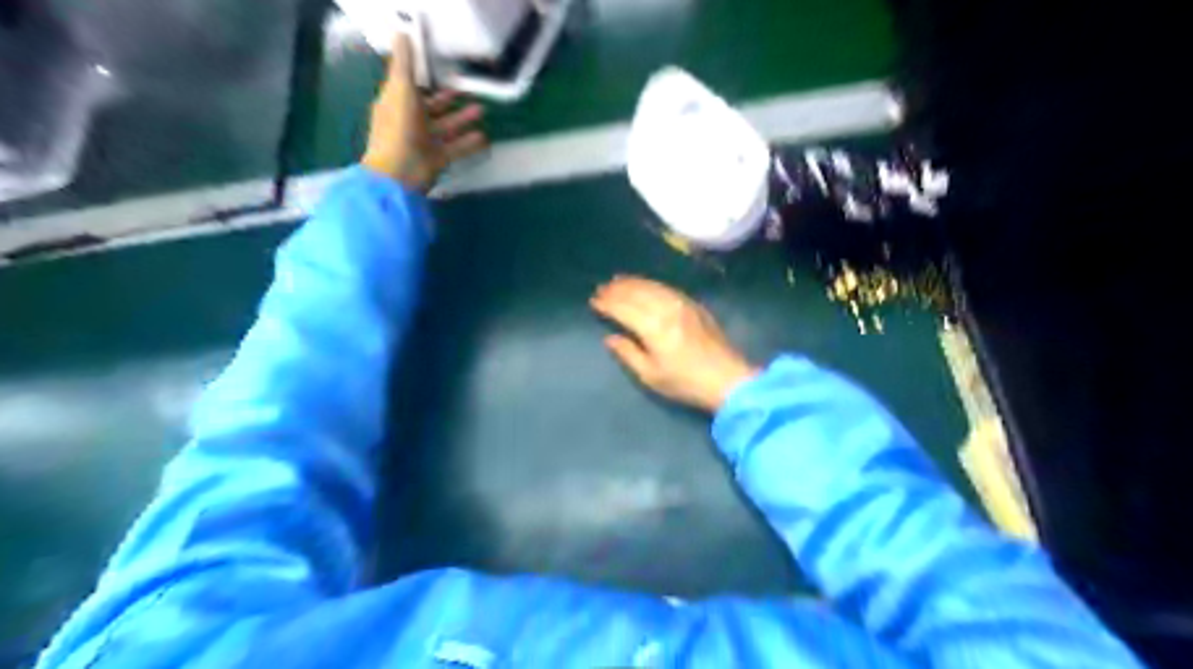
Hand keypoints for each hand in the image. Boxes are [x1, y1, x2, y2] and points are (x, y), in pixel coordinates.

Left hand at [365, 33, 492, 190]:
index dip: (424, 77)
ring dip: (463, 119)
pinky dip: (469, 143)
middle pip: (431, 108)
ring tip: (482, 112)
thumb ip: (404, 64)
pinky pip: (456, 148)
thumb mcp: (400, 90)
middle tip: (469, 92)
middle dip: (448, 100)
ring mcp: (424, 142)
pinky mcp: (437, 160)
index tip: (442, 67)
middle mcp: (410, 122)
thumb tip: (401, 33)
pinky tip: (484, 138)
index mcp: (396, 104)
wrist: (399, 174)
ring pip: (446, 127)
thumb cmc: (399, 129)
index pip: (410, 87)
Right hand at [591, 273, 757, 409]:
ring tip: (617, 281)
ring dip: (632, 282)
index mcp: (654, 328)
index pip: (624, 309)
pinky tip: (644, 284)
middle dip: (617, 290)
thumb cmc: (685, 383)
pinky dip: (651, 284)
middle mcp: (667, 309)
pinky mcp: (694, 305)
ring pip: (652, 286)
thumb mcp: (651, 375)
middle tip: (601, 288)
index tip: (593, 301)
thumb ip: (628, 353)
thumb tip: (610, 337)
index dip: (607, 304)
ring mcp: (683, 304)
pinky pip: (667, 288)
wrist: (727, 379)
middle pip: (637, 293)